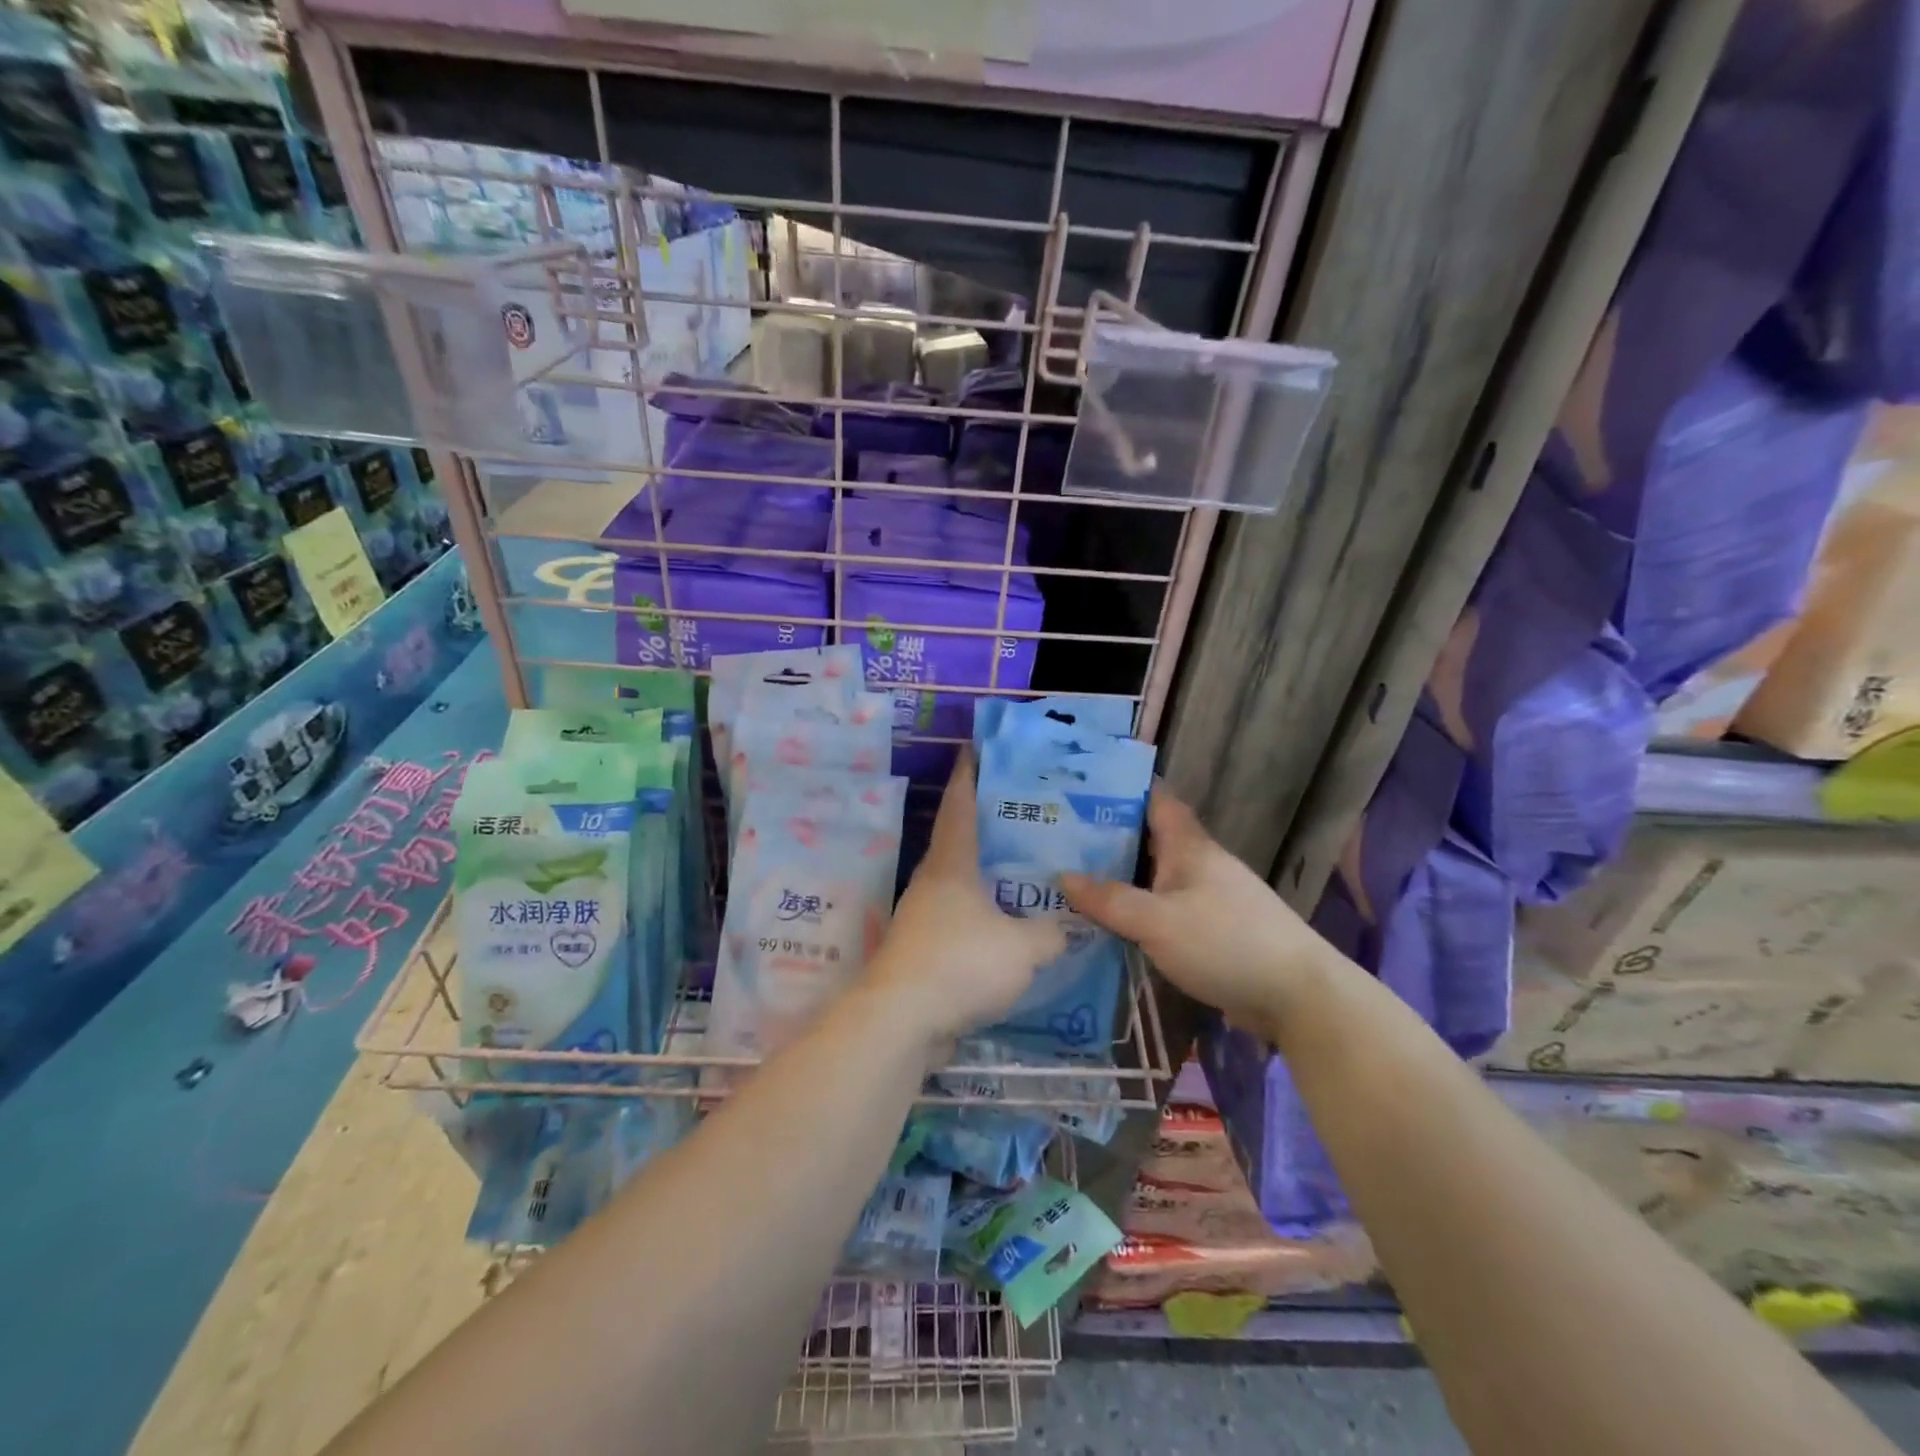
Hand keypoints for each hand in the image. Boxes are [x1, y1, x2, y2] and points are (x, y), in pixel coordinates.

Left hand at [865, 752, 1065, 1049]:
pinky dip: (981, 919)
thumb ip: (1050, 932)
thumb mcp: (1023, 947)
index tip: (972, 749)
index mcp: (951, 864)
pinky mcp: (921, 952)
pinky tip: (1005, 933)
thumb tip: (1065, 926)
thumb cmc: (961, 963)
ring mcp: (921, 919)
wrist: (901, 1021)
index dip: (968, 775)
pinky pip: (958, 924)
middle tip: (1021, 816)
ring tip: (1021, 876)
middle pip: (958, 843)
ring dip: (985, 879)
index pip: (959, 805)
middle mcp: (931, 883)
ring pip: (959, 886)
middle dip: (985, 826)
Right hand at [1062, 786, 1341, 1040]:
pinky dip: (1137, 912)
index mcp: (1188, 847)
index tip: (1080, 790)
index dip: (1122, 790)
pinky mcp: (1211, 931)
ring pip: (1154, 879)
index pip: (1155, 801)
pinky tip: (1108, 926)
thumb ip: (1109, 900)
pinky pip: (1163, 911)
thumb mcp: (1157, 921)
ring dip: (1120, 880)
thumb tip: (1062, 877)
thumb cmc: (1224, 943)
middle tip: (1058, 842)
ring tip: (1070, 883)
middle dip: (1107, 839)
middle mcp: (1198, 865)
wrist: (1297, 996)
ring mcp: (1208, 898)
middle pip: (1148, 840)